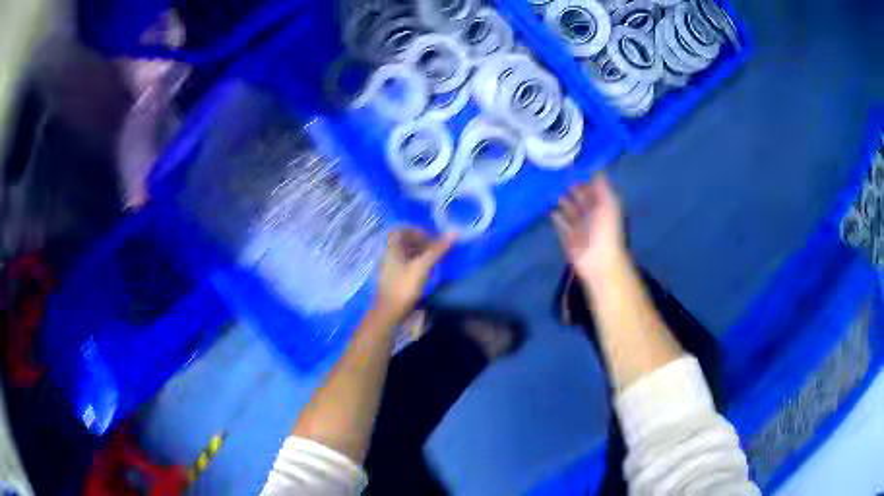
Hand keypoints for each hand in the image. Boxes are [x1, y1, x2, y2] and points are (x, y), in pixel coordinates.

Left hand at [375, 228, 454, 320]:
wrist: (389, 313)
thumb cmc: (404, 287)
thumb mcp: (422, 267)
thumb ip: (437, 249)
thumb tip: (454, 232)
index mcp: (391, 249)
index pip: (400, 230)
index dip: (415, 230)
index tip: (430, 236)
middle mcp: (388, 256)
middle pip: (404, 242)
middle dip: (421, 242)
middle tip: (437, 247)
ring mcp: (390, 269)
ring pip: (405, 254)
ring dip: (420, 253)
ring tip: (435, 259)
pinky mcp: (394, 280)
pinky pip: (405, 265)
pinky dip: (417, 264)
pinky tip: (428, 271)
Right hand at [552, 173, 626, 279]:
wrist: (599, 260)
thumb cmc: (606, 229)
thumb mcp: (609, 203)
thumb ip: (602, 186)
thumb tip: (596, 168)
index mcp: (603, 206)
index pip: (594, 190)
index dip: (585, 180)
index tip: (572, 168)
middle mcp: (591, 215)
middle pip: (581, 199)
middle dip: (572, 190)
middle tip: (557, 177)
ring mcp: (579, 228)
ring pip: (570, 211)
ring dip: (563, 202)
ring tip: (551, 192)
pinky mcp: (569, 239)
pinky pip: (561, 225)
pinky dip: (557, 218)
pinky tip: (551, 211)